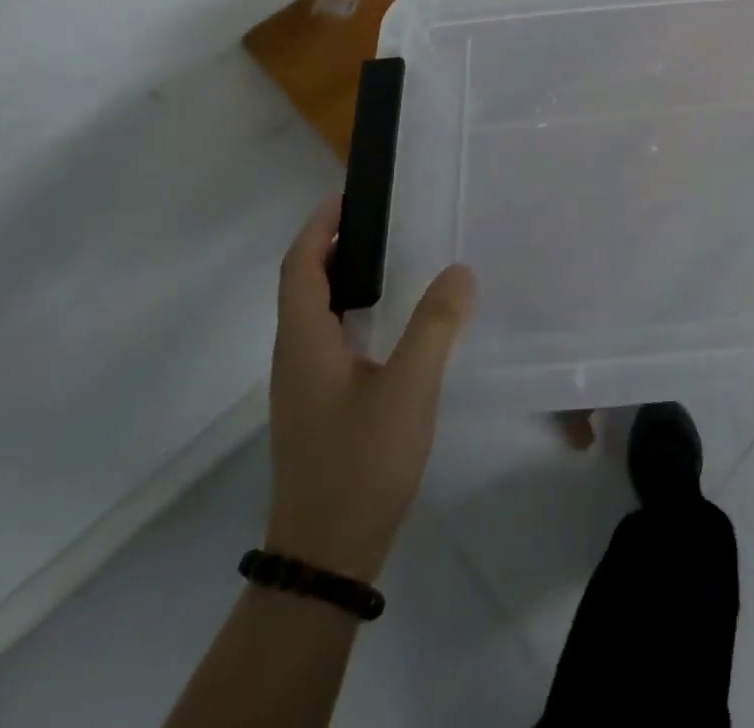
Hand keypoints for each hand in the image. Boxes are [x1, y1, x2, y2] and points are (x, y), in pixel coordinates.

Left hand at [265, 197, 476, 580]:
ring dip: (343, 278)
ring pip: (316, 314)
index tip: (348, 196)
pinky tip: (391, 323)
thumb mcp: (408, 389)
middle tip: (382, 220)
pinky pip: (330, 339)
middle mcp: (294, 357)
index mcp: (303, 342)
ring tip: (391, 259)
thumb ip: (435, 326)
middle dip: (333, 246)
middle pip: (304, 285)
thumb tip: (459, 271)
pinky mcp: (319, 407)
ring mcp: (304, 386)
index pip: (300, 267)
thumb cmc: (361, 463)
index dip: (318, 227)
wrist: (327, 556)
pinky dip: (353, 311)